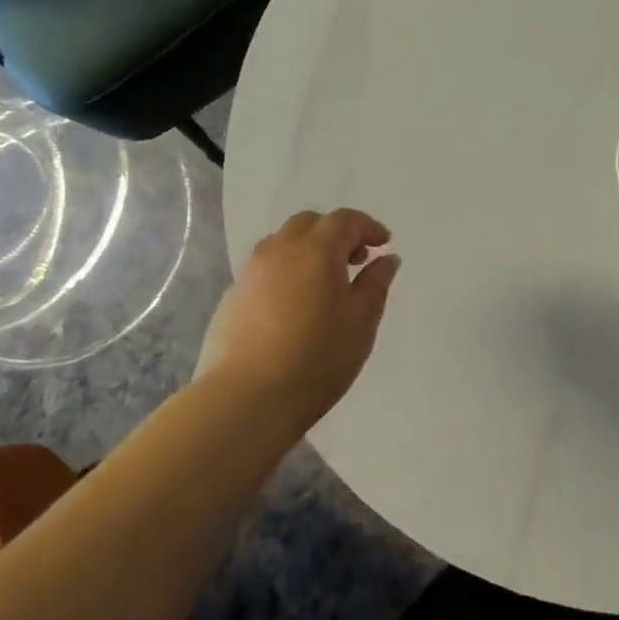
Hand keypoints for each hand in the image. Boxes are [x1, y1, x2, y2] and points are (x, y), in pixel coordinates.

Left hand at [202, 208, 401, 429]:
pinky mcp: (232, 297)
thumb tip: (386, 258)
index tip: (384, 243)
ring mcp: (251, 272)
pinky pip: (265, 268)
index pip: (345, 220)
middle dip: (336, 233)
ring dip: (308, 249)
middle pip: (310, 223)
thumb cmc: (316, 359)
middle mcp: (280, 250)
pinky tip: (294, 304)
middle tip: (355, 260)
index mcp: (316, 250)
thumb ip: (376, 284)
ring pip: (283, 242)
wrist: (245, 399)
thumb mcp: (361, 322)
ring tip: (323, 282)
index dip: (368, 226)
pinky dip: (286, 271)